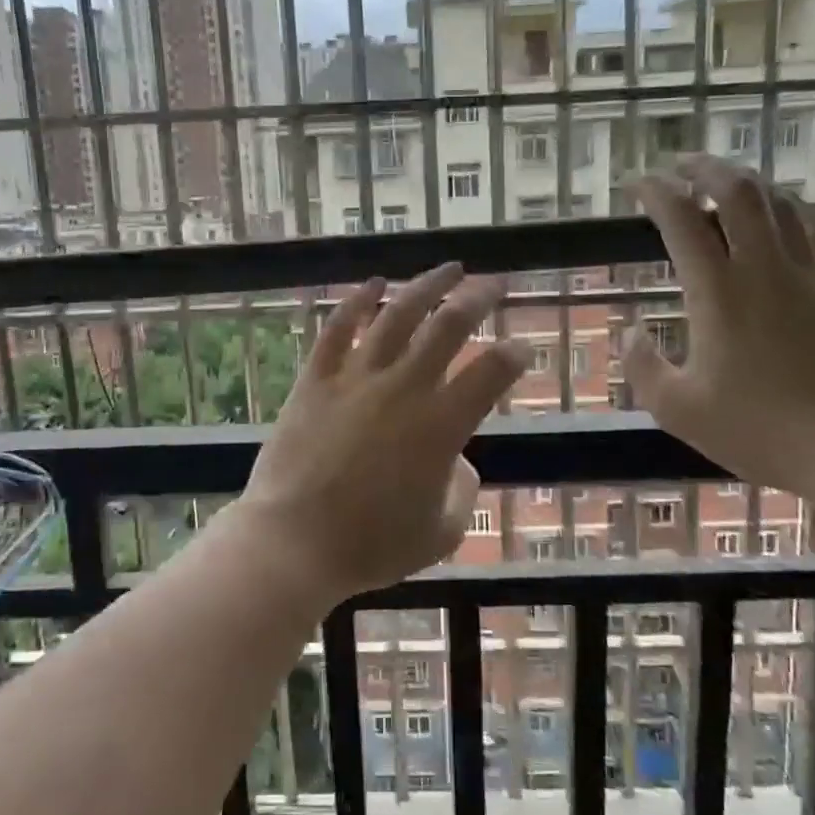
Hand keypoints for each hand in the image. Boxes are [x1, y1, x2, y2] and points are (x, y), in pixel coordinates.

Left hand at [230, 264, 529, 609]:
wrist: (294, 542)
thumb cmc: (371, 545)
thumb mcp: (439, 533)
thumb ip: (461, 490)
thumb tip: (458, 461)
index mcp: (442, 425)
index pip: (491, 372)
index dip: (514, 355)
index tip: (521, 350)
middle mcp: (404, 388)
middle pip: (449, 326)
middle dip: (479, 298)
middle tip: (493, 284)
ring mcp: (357, 377)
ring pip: (397, 315)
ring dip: (426, 286)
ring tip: (448, 268)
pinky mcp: (317, 378)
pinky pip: (338, 328)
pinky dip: (357, 301)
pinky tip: (373, 283)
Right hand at [622, 158, 814, 498]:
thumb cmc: (759, 431)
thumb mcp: (677, 409)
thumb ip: (642, 365)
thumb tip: (631, 331)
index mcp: (718, 293)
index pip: (682, 220)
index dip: (656, 192)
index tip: (637, 183)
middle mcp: (764, 268)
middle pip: (737, 191)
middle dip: (703, 167)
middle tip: (679, 165)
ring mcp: (811, 273)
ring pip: (779, 201)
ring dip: (746, 181)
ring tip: (723, 181)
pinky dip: (792, 207)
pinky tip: (784, 211)